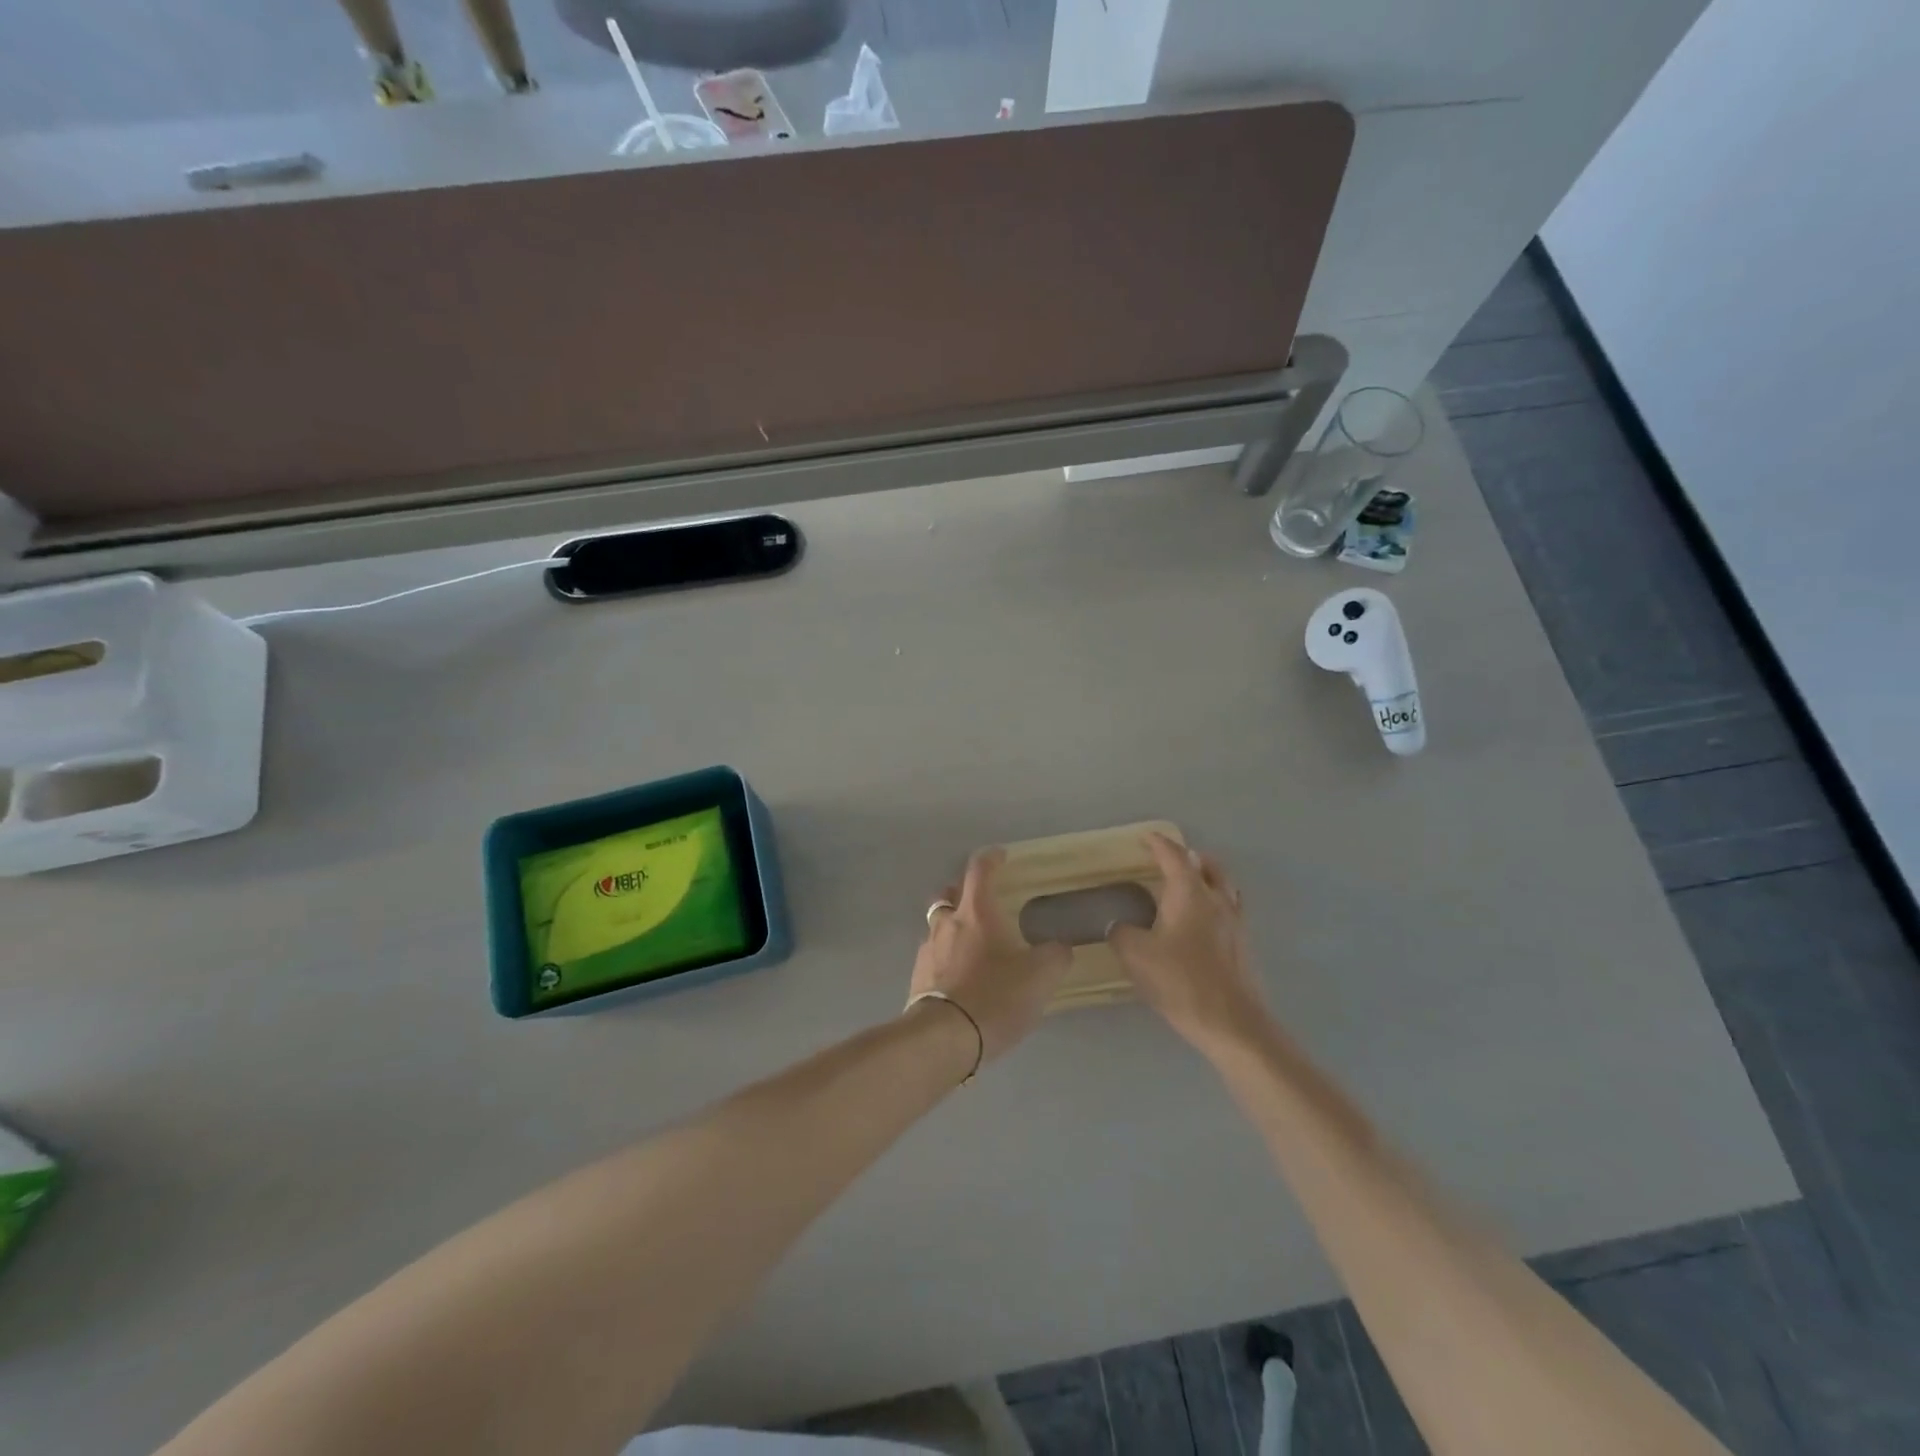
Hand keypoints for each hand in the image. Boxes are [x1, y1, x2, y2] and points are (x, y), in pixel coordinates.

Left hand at [911, 848, 1072, 1063]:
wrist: (944, 1039)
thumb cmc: (995, 996)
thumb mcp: (1041, 976)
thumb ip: (1055, 956)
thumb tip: (1059, 947)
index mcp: (976, 912)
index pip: (979, 870)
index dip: (990, 858)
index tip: (1000, 855)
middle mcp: (946, 923)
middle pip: (949, 893)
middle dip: (963, 891)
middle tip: (982, 900)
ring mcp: (927, 950)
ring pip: (937, 925)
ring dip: (952, 925)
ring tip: (972, 942)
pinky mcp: (917, 979)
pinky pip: (932, 955)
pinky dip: (945, 955)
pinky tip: (959, 974)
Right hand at [1108, 833, 1270, 1054]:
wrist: (1233, 1024)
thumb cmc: (1181, 982)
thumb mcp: (1136, 956)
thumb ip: (1120, 934)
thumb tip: (1117, 925)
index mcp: (1189, 893)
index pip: (1174, 856)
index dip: (1159, 844)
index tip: (1146, 837)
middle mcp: (1217, 899)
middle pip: (1208, 865)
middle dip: (1189, 856)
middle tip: (1169, 860)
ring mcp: (1236, 922)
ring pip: (1224, 885)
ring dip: (1207, 877)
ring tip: (1189, 885)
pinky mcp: (1244, 945)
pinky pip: (1231, 908)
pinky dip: (1216, 901)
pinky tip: (1202, 921)